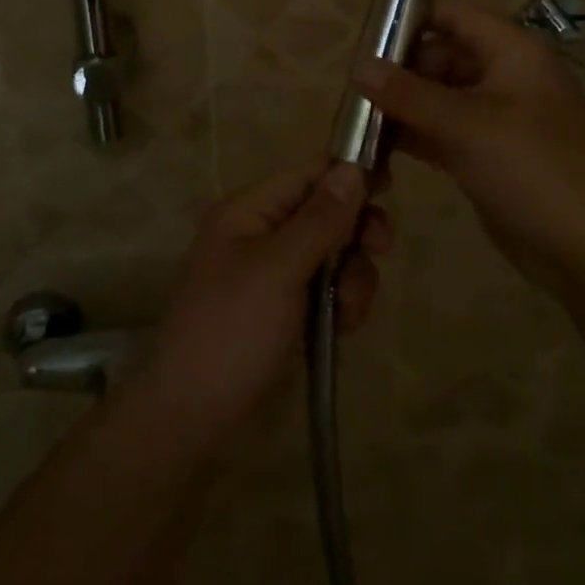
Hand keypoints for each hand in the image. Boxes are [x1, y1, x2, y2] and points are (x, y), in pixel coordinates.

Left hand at [131, 164, 392, 455]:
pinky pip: (327, 289)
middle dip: (355, 232)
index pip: (307, 173)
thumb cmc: (233, 330)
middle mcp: (261, 233)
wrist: (193, 416)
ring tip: (349, 311)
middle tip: (380, 250)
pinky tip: (341, 330)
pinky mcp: (285, 308)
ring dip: (353, 276)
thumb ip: (320, 219)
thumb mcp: (279, 269)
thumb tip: (352, 168)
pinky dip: (341, 304)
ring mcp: (273, 273)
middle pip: (325, 212)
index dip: (348, 174)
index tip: (391, 186)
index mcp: (248, 210)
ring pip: (333, 253)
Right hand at [354, 1, 584, 300]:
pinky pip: (442, 134)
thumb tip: (359, 67)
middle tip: (353, 92)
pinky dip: (413, 138)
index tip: (365, 41)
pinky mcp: (487, 156)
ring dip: (401, 108)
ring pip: (438, 99)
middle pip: (440, 57)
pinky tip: (375, 150)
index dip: (410, 20)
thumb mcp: (468, 125)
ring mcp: (495, 119)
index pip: (453, 15)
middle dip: (399, 72)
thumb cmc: (535, 169)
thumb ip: (410, 95)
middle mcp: (503, 77)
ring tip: (355, 122)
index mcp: (511, 52)